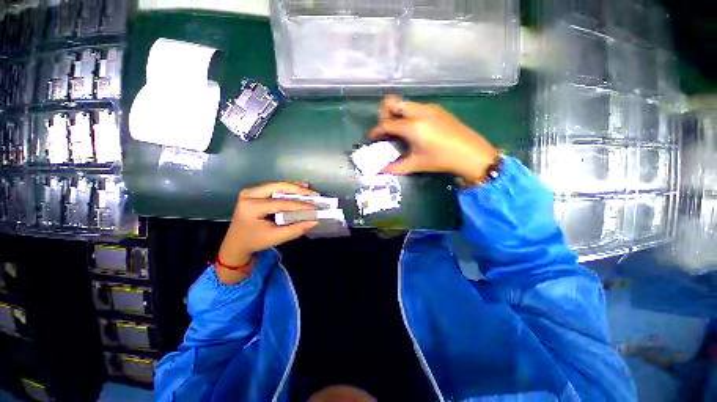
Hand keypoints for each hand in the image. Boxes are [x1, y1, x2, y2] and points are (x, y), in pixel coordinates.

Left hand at [217, 182, 318, 283]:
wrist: (236, 243)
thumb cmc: (255, 241)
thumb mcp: (276, 237)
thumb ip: (296, 228)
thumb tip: (315, 220)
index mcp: (251, 207)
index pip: (281, 203)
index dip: (300, 205)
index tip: (316, 207)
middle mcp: (249, 194)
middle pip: (279, 187)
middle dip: (299, 190)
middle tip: (314, 195)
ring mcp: (250, 191)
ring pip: (278, 185)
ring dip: (295, 188)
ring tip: (310, 191)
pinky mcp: (254, 192)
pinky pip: (275, 187)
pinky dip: (288, 189)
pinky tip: (300, 188)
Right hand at [369, 95, 498, 184]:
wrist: (472, 154)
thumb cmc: (442, 160)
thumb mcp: (417, 164)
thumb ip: (395, 167)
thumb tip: (380, 171)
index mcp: (412, 127)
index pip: (386, 124)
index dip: (376, 130)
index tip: (372, 138)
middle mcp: (419, 112)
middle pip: (392, 102)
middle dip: (383, 114)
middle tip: (385, 129)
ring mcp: (429, 108)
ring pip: (404, 103)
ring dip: (396, 113)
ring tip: (399, 130)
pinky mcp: (438, 109)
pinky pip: (416, 106)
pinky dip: (408, 114)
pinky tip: (414, 128)